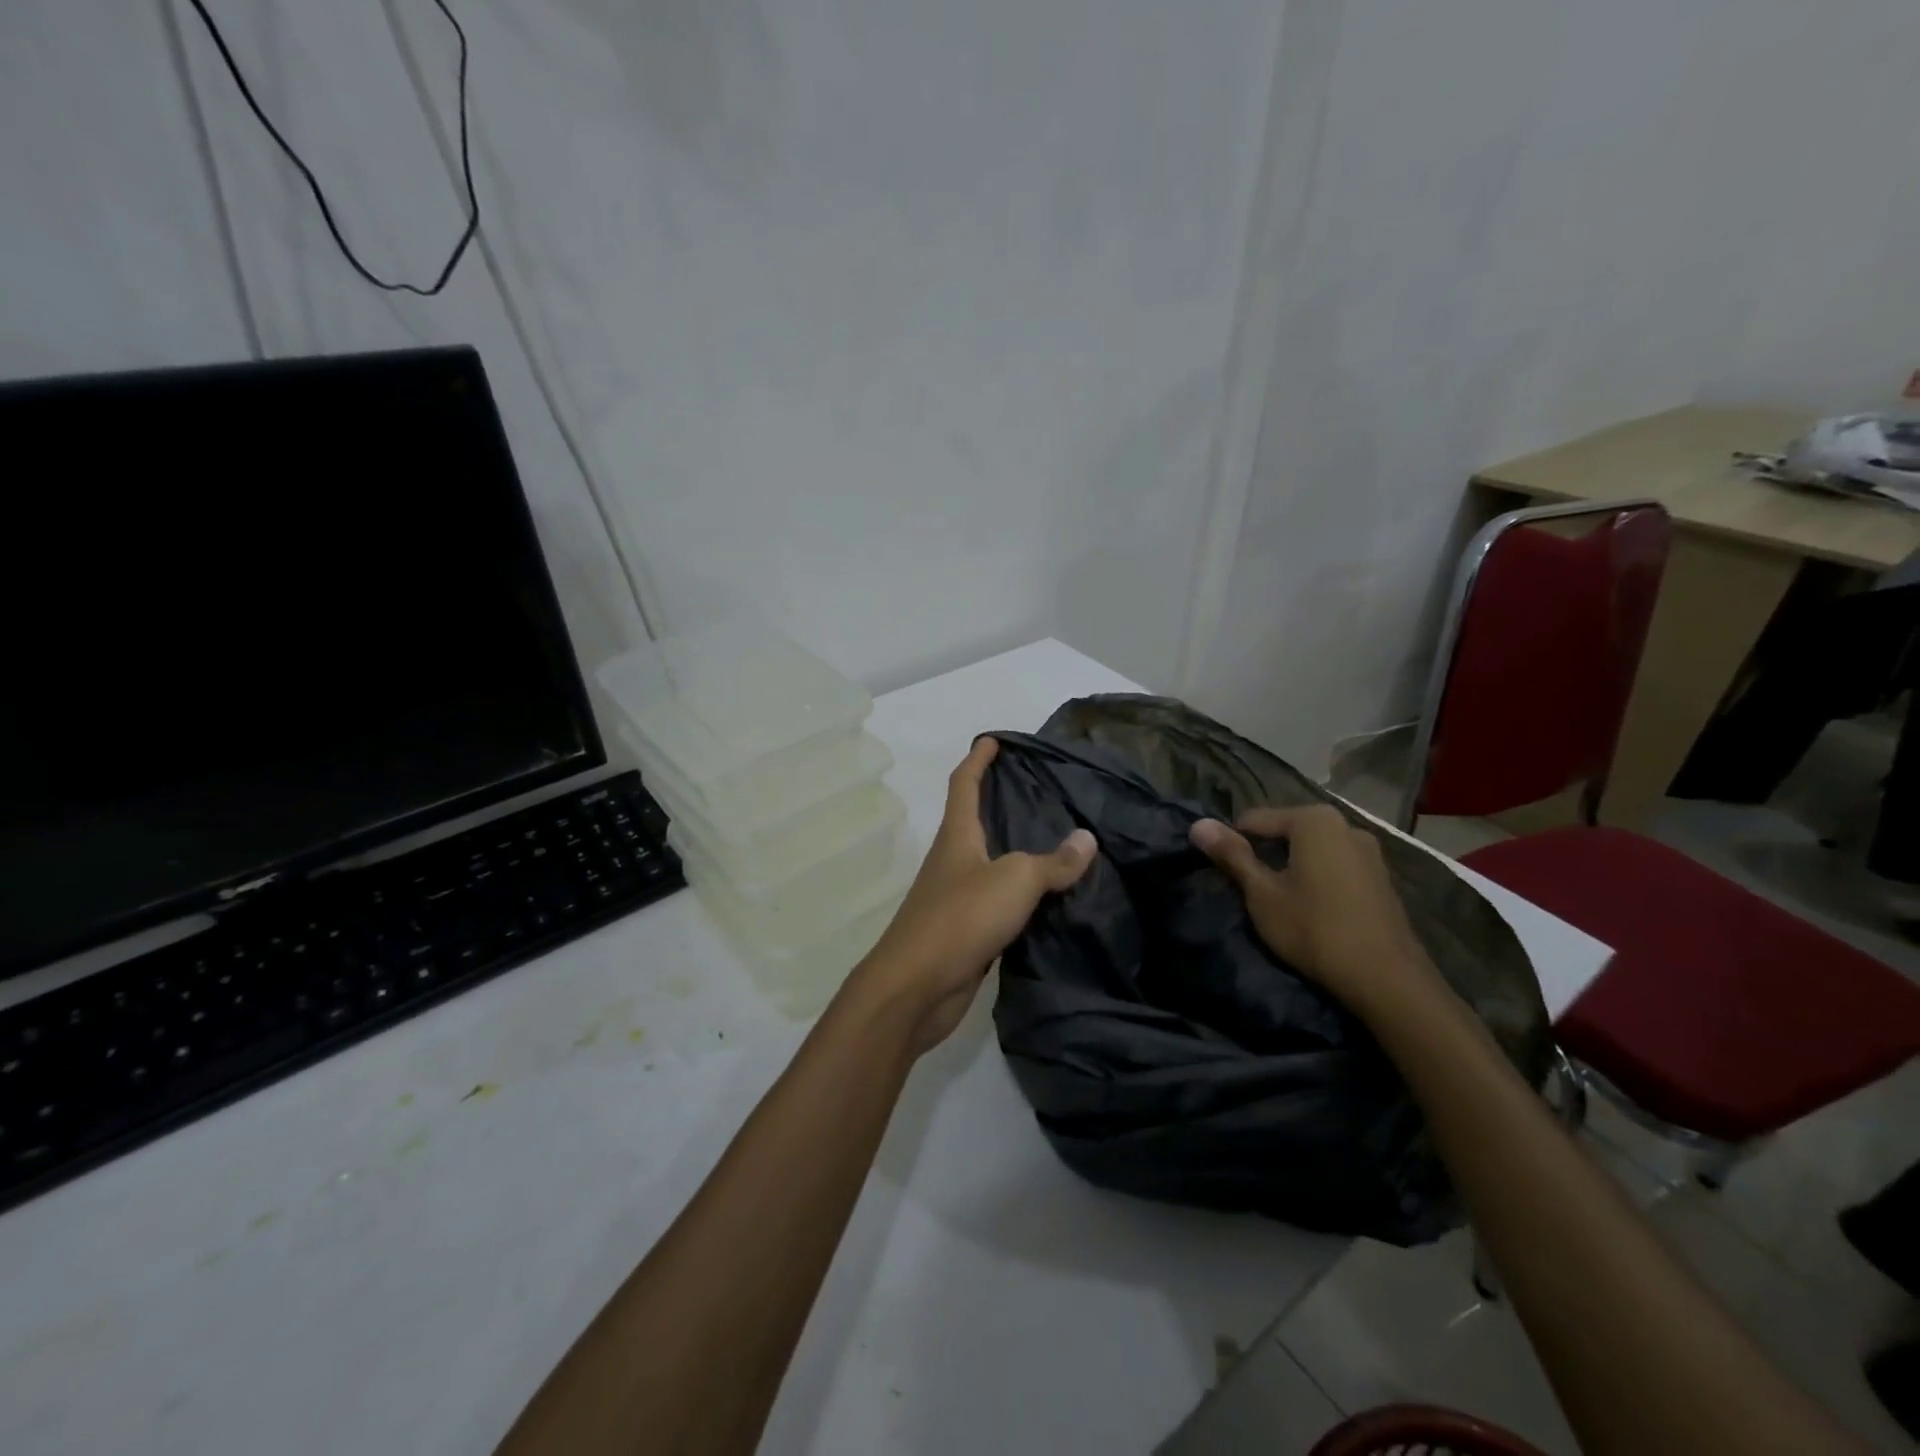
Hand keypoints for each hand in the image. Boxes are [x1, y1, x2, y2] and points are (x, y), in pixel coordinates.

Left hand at [854, 737, 1095, 1052]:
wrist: (916, 988)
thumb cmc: (960, 918)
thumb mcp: (1014, 880)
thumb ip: (1053, 861)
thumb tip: (1087, 838)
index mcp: (957, 836)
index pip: (964, 784)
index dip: (978, 759)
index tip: (995, 740)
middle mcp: (953, 861)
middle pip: (976, 820)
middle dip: (1002, 802)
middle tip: (1043, 792)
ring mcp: (956, 897)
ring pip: (991, 863)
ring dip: (1017, 851)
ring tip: (1058, 842)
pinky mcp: (965, 932)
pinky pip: (999, 902)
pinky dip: (1022, 895)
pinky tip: (1049, 900)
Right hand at [1190, 805, 1435, 1017]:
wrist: (1385, 978)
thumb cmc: (1314, 928)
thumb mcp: (1262, 893)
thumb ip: (1231, 855)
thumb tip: (1198, 824)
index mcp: (1313, 820)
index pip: (1254, 820)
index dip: (1233, 844)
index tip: (1224, 875)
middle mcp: (1345, 824)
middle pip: (1286, 832)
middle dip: (1265, 854)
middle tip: (1250, 891)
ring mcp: (1369, 851)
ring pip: (1312, 851)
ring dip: (1291, 867)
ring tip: (1279, 901)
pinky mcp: (1381, 878)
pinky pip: (1335, 867)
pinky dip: (1317, 879)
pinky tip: (1312, 909)